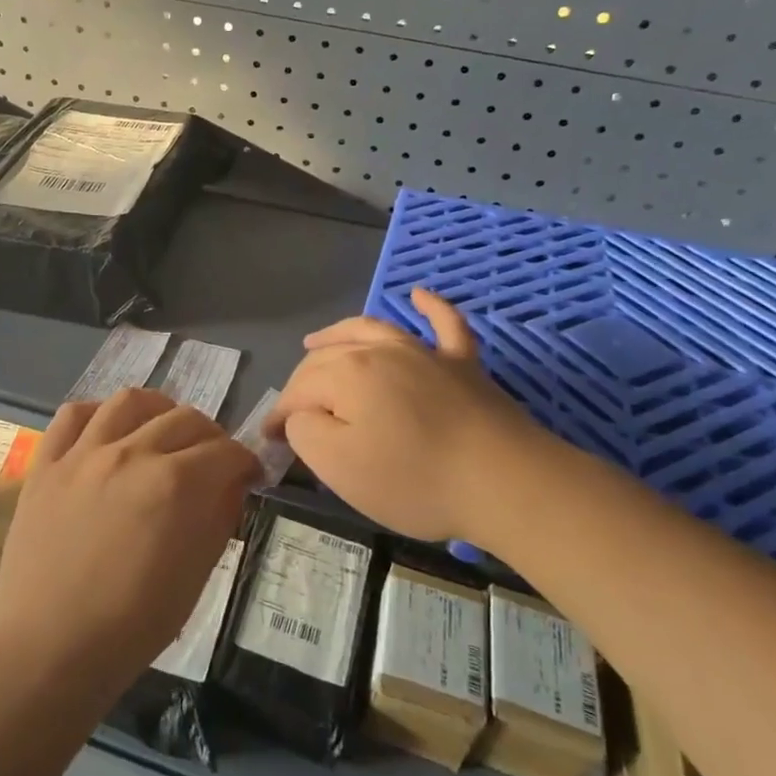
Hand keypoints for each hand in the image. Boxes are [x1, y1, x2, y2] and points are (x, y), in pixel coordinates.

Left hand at [0, 387, 262, 699]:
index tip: (249, 475)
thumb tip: (232, 484)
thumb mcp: (196, 576)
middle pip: (185, 419)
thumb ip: (219, 518)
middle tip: (212, 460)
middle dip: (211, 436)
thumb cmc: (132, 625)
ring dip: (158, 410)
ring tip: (162, 429)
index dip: (246, 461)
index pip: (226, 451)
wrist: (50, 649)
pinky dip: (96, 413)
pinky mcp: (46, 464)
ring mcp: (83, 454)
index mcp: (175, 484)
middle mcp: (132, 453)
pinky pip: (72, 415)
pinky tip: (107, 430)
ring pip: (129, 401)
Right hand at [267, 287, 551, 545]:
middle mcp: (380, 350)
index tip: (271, 442)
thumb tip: (302, 414)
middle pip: (328, 359)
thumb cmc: (414, 478)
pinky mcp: (463, 364)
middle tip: (293, 413)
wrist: (505, 481)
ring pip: (371, 330)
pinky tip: (419, 295)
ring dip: (339, 333)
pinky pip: (444, 324)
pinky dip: (430, 307)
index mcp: (346, 374)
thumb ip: (306, 432)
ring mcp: (425, 352)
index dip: (281, 416)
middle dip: (302, 383)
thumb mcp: (339, 466)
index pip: (298, 391)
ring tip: (316, 341)